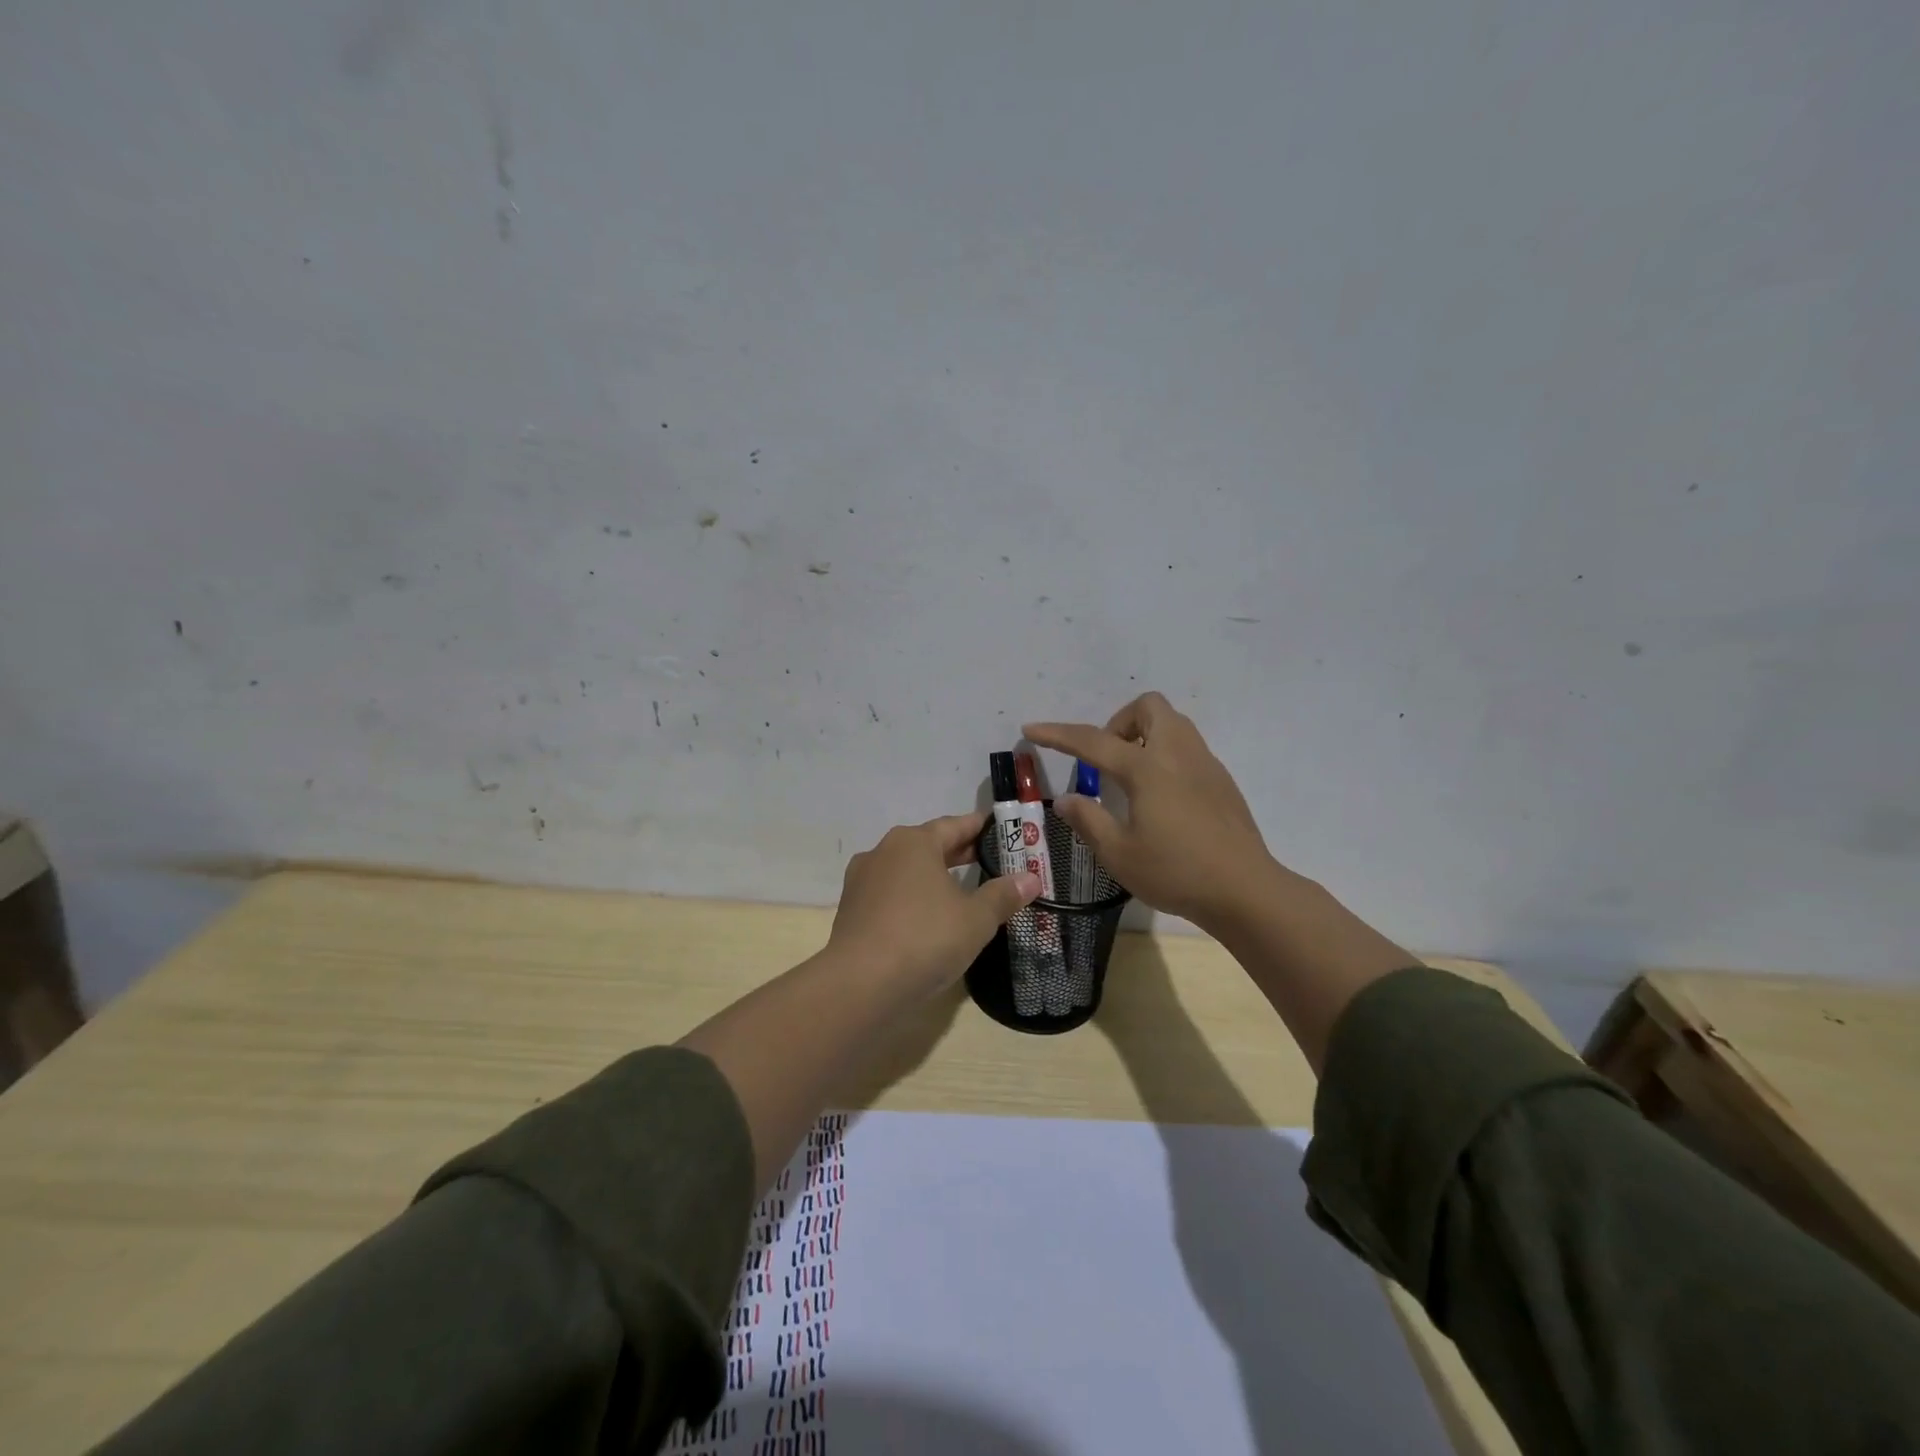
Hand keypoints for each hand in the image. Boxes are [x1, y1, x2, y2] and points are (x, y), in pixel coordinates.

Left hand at [828, 812, 1041, 998]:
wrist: (860, 985)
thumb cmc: (924, 938)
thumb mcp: (975, 918)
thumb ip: (1003, 895)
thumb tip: (1031, 878)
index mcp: (913, 842)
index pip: (954, 825)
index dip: (979, 828)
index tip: (999, 831)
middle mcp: (883, 852)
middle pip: (928, 846)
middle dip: (957, 853)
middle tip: (988, 860)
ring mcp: (862, 882)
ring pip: (905, 871)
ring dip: (932, 877)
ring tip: (959, 891)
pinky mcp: (851, 912)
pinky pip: (890, 895)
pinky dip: (911, 899)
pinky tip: (927, 918)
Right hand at [1025, 693, 1277, 932]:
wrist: (1246, 890)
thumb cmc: (1176, 873)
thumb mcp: (1119, 854)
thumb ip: (1089, 820)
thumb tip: (1067, 799)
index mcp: (1148, 769)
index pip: (1093, 741)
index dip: (1057, 734)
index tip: (1031, 730)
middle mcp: (1178, 754)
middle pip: (1148, 707)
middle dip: (1118, 722)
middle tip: (1106, 760)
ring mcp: (1205, 764)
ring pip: (1172, 723)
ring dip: (1144, 735)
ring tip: (1130, 777)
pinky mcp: (1222, 781)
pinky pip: (1188, 747)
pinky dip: (1165, 755)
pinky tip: (1161, 798)